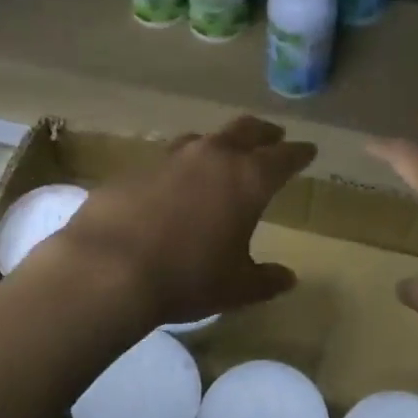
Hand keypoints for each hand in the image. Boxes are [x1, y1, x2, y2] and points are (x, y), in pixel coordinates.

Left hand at [47, 116, 316, 328]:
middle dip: (263, 133)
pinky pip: (165, 161)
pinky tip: (172, 186)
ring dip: (218, 145)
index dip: (299, 153)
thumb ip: (266, 280)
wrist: (108, 269)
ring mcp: (169, 159)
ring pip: (202, 139)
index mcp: (247, 179)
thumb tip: (288, 278)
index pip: (284, 157)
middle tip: (273, 137)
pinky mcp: (134, 169)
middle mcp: (212, 157)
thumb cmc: (187, 278)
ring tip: (221, 157)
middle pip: (245, 130)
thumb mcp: (236, 288)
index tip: (308, 150)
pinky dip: (179, 168)